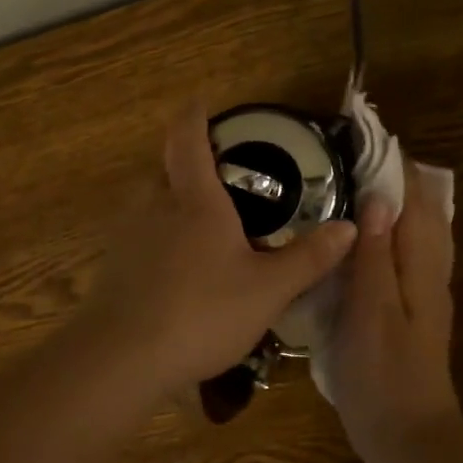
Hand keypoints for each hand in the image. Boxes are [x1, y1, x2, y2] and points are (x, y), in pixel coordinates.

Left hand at [74, 106, 358, 390]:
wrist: (120, 359)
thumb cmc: (201, 312)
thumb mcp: (268, 289)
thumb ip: (309, 258)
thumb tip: (349, 227)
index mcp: (194, 200)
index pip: (187, 139)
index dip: (194, 115)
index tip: (201, 103)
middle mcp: (154, 207)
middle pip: (166, 169)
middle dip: (190, 165)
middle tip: (224, 178)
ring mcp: (127, 236)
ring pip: (151, 203)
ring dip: (174, 203)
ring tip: (207, 225)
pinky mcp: (113, 267)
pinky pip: (140, 236)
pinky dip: (160, 237)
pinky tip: (180, 269)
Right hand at [329, 162, 462, 452]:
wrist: (408, 436)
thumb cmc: (383, 375)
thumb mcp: (371, 312)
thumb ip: (376, 256)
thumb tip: (381, 199)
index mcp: (422, 266)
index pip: (414, 200)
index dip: (394, 165)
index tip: (368, 133)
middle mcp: (431, 271)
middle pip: (423, 210)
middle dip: (397, 177)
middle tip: (358, 153)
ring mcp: (424, 292)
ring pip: (418, 231)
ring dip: (397, 201)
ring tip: (360, 181)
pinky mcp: (412, 309)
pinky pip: (407, 253)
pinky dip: (392, 230)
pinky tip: (366, 235)